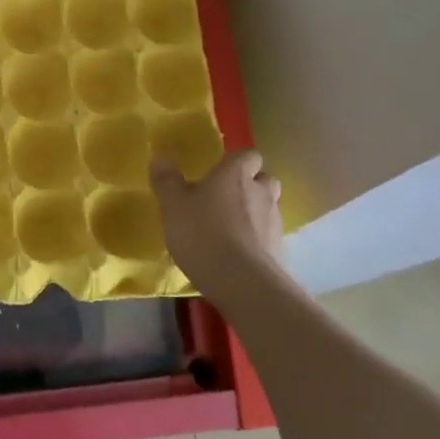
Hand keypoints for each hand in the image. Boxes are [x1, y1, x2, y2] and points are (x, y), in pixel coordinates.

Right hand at [150, 150, 290, 309]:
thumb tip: (160, 157)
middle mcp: (261, 192)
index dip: (236, 162)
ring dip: (253, 213)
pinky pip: (267, 236)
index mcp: (236, 174)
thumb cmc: (203, 234)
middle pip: (264, 180)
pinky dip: (256, 239)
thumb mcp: (173, 206)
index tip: (219, 172)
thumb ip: (167, 181)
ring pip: (268, 208)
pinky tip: (236, 253)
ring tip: (229, 228)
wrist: (242, 283)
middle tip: (225, 198)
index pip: (248, 155)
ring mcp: (274, 222)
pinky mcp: (279, 250)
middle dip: (250, 185)